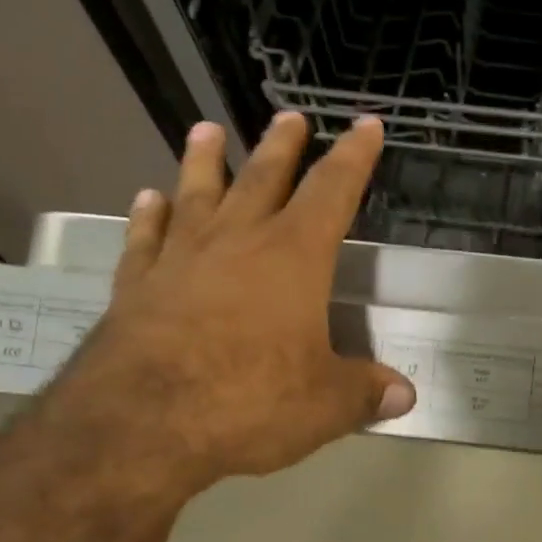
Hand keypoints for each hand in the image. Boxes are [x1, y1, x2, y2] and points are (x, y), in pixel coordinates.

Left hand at [47, 112, 414, 501]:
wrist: (140, 425)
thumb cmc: (249, 401)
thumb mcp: (326, 405)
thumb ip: (366, 392)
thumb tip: (405, 394)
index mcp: (294, 258)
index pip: (333, 191)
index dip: (354, 157)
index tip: (365, 124)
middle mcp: (238, 242)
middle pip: (263, 179)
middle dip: (281, 147)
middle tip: (289, 117)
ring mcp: (181, 260)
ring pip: (197, 195)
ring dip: (203, 161)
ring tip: (206, 130)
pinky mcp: (137, 286)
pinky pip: (146, 239)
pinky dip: (150, 217)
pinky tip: (149, 200)